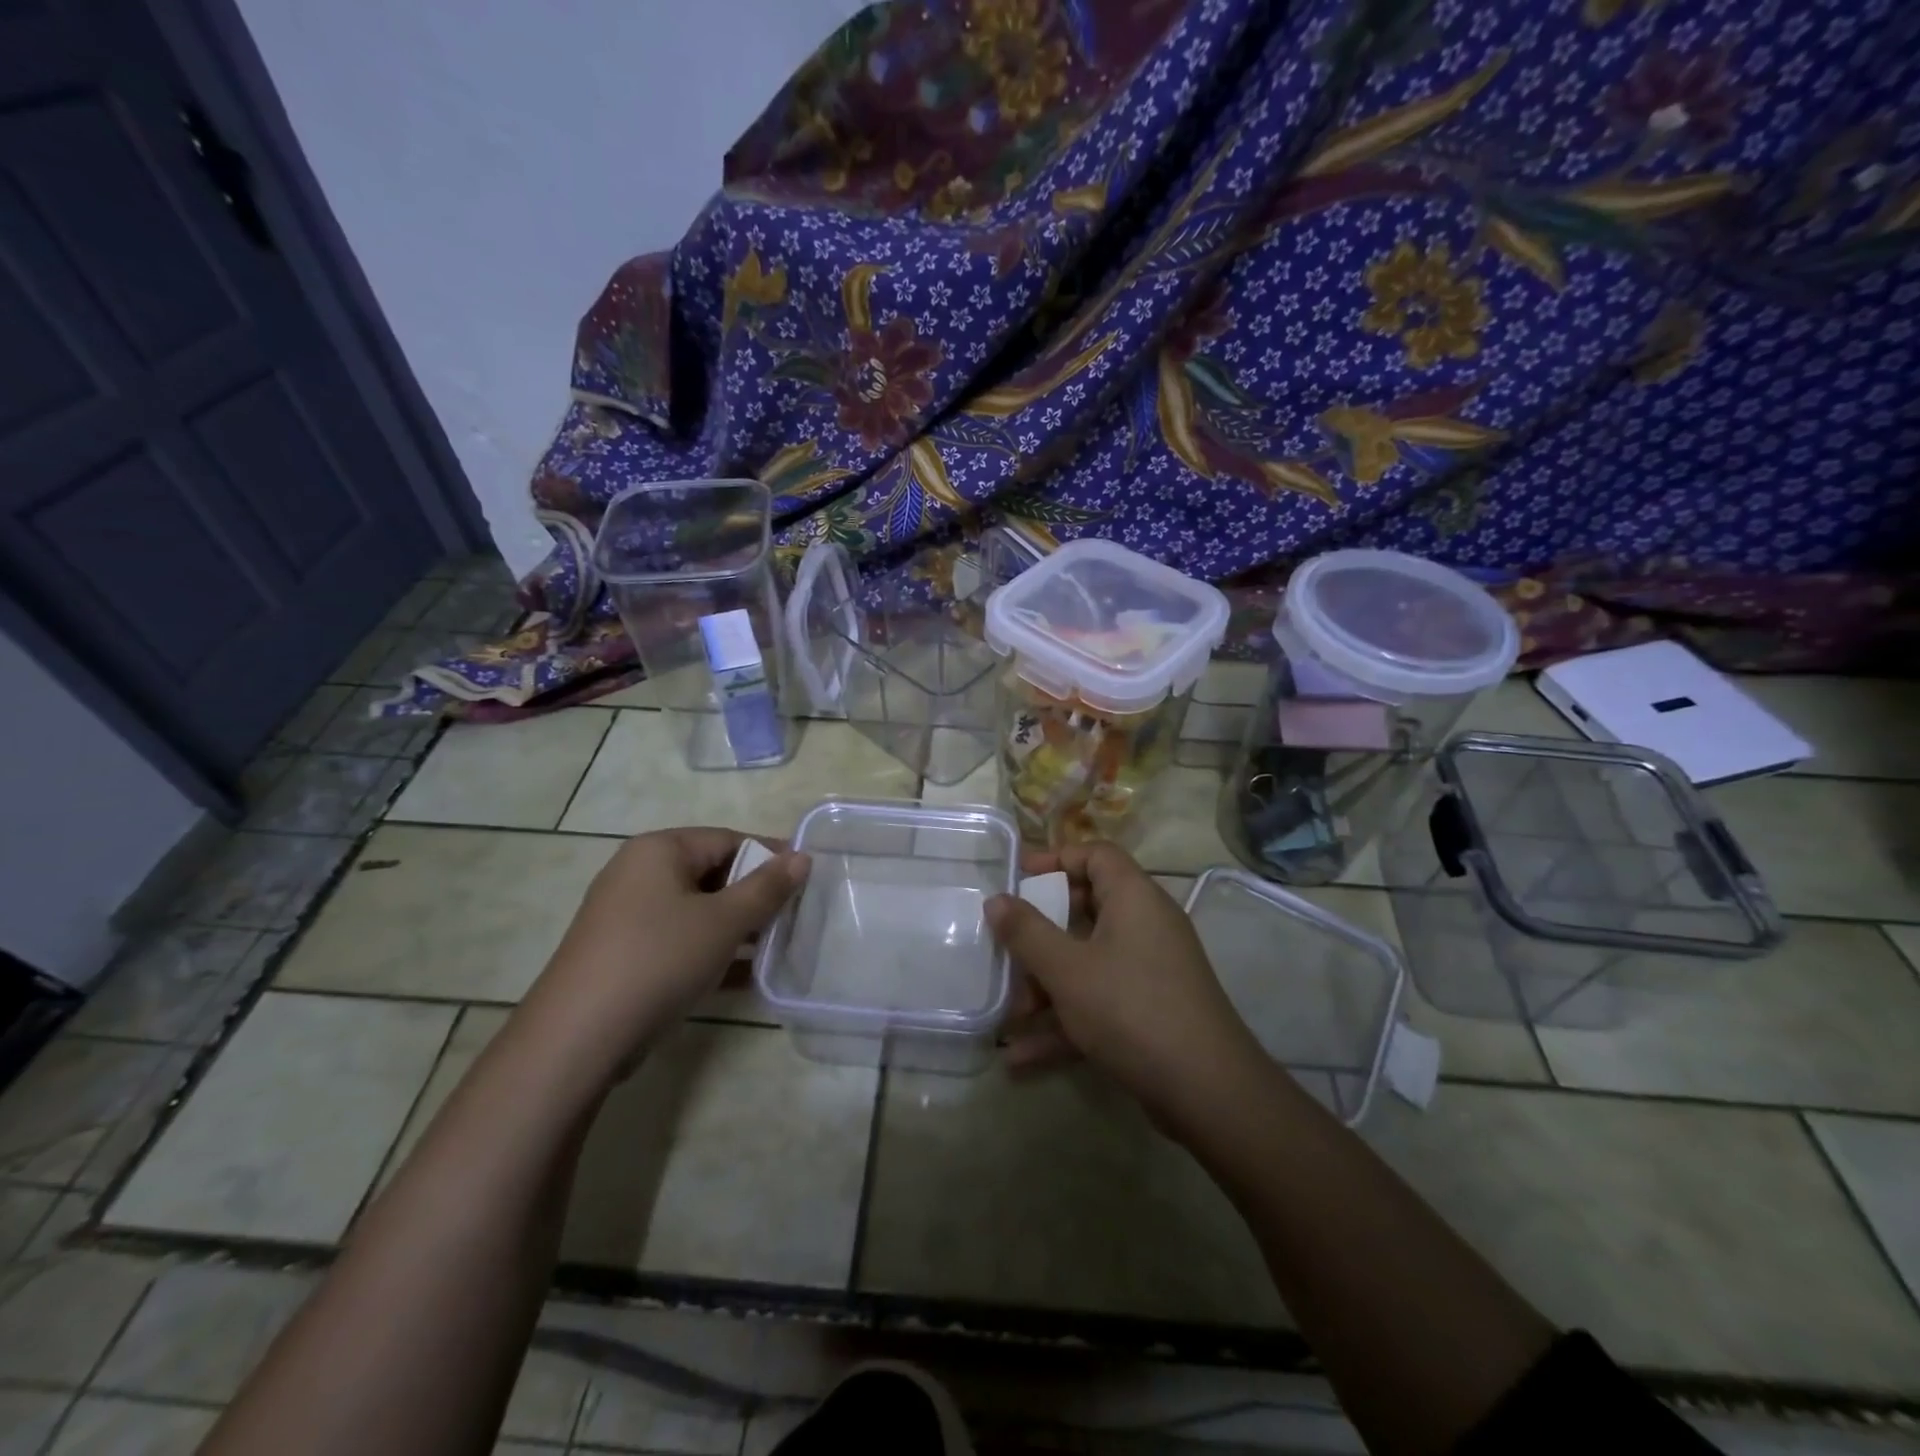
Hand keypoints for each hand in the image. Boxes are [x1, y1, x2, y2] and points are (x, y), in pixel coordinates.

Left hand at [526, 827, 807, 1073]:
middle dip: (754, 896)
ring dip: (737, 927)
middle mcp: (638, 873)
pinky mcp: (624, 953)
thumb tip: (803, 857)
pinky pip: (679, 939)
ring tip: (775, 948)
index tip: (806, 881)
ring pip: (697, 910)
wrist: (578, 1037)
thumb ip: (767, 888)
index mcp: (659, 850)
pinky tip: (743, 977)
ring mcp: (627, 915)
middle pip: (712, 873)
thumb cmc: (659, 958)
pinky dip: (710, 951)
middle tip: (792, 918)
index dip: (770, 857)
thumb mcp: (724, 920)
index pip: (728, 839)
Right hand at [986, 842, 1266, 1132]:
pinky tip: (1020, 1057)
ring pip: (1088, 962)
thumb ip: (1026, 932)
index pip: (1096, 855)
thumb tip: (996, 900)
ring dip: (1046, 988)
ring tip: (1007, 1017)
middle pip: (1087, 909)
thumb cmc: (1130, 1008)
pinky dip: (1065, 1022)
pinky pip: (1099, 1002)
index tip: (1017, 879)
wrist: (1207, 1090)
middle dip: (1040, 934)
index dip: (1055, 859)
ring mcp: (1150, 970)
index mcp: (1134, 897)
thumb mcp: (1067, 969)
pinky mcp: (1150, 1010)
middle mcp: (1146, 925)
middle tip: (1006, 946)